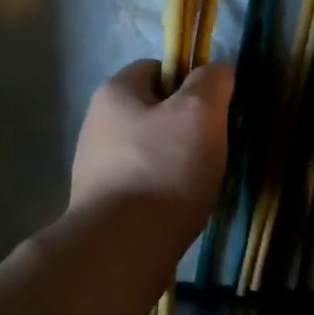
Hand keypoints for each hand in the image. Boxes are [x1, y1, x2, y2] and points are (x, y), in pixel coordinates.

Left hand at [70, 60, 232, 241]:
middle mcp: (96, 125)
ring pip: (149, 151)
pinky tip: (178, 208)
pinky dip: (163, 191)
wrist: (123, 247)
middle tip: (211, 148)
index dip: (189, 81)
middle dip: (184, 126)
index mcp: (113, 93)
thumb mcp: (199, 113)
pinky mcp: (102, 203)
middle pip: (153, 112)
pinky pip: (142, 184)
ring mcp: (95, 167)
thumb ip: (211, 82)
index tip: (213, 109)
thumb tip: (218, 69)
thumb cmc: (163, 170)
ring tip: (198, 184)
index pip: (156, 67)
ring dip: (175, 162)